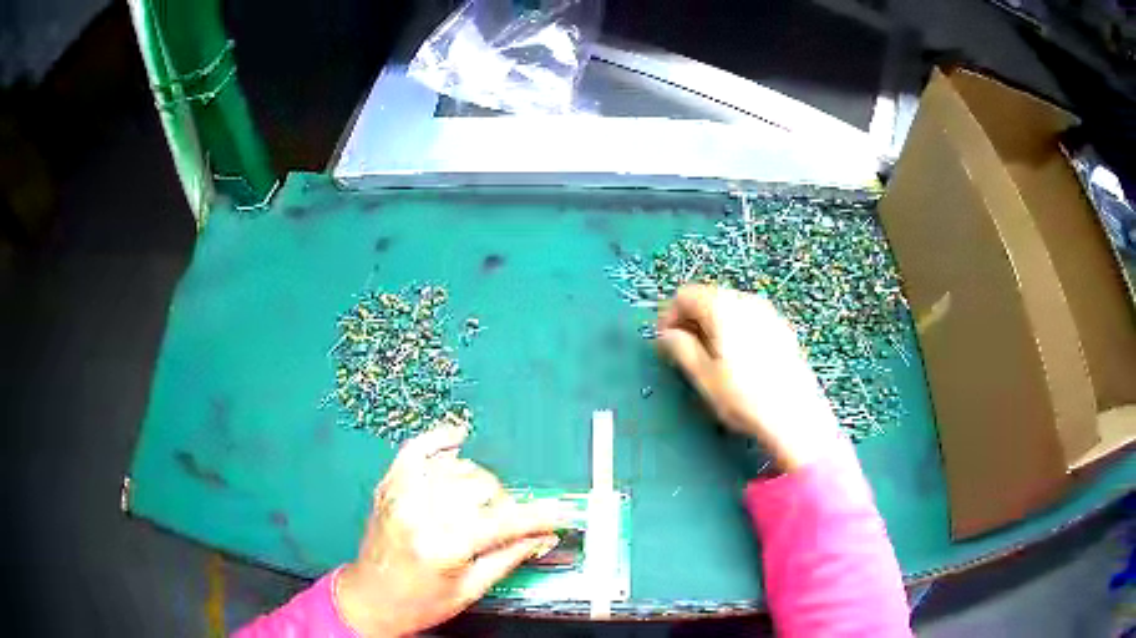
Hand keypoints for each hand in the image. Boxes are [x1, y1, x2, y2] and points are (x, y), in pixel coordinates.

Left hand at [335, 423, 564, 636]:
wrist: (369, 599)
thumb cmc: (420, 604)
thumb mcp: (470, 590)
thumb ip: (508, 558)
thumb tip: (542, 537)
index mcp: (443, 547)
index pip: (501, 522)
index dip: (535, 518)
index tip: (558, 515)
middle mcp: (421, 513)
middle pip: (480, 487)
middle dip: (505, 503)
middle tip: (510, 521)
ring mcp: (401, 495)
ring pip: (456, 469)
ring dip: (479, 481)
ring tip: (483, 501)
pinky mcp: (389, 487)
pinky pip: (414, 452)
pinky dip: (436, 440)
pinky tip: (456, 437)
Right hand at [656, 284, 841, 471]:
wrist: (795, 415)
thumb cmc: (743, 397)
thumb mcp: (702, 376)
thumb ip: (680, 348)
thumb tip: (668, 335)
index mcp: (722, 307)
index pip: (684, 295)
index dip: (668, 316)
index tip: (664, 342)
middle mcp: (745, 300)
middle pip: (708, 297)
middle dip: (690, 320)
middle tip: (683, 351)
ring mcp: (767, 312)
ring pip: (729, 307)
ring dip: (711, 324)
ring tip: (708, 357)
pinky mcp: (781, 328)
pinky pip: (748, 318)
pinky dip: (733, 328)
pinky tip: (736, 359)